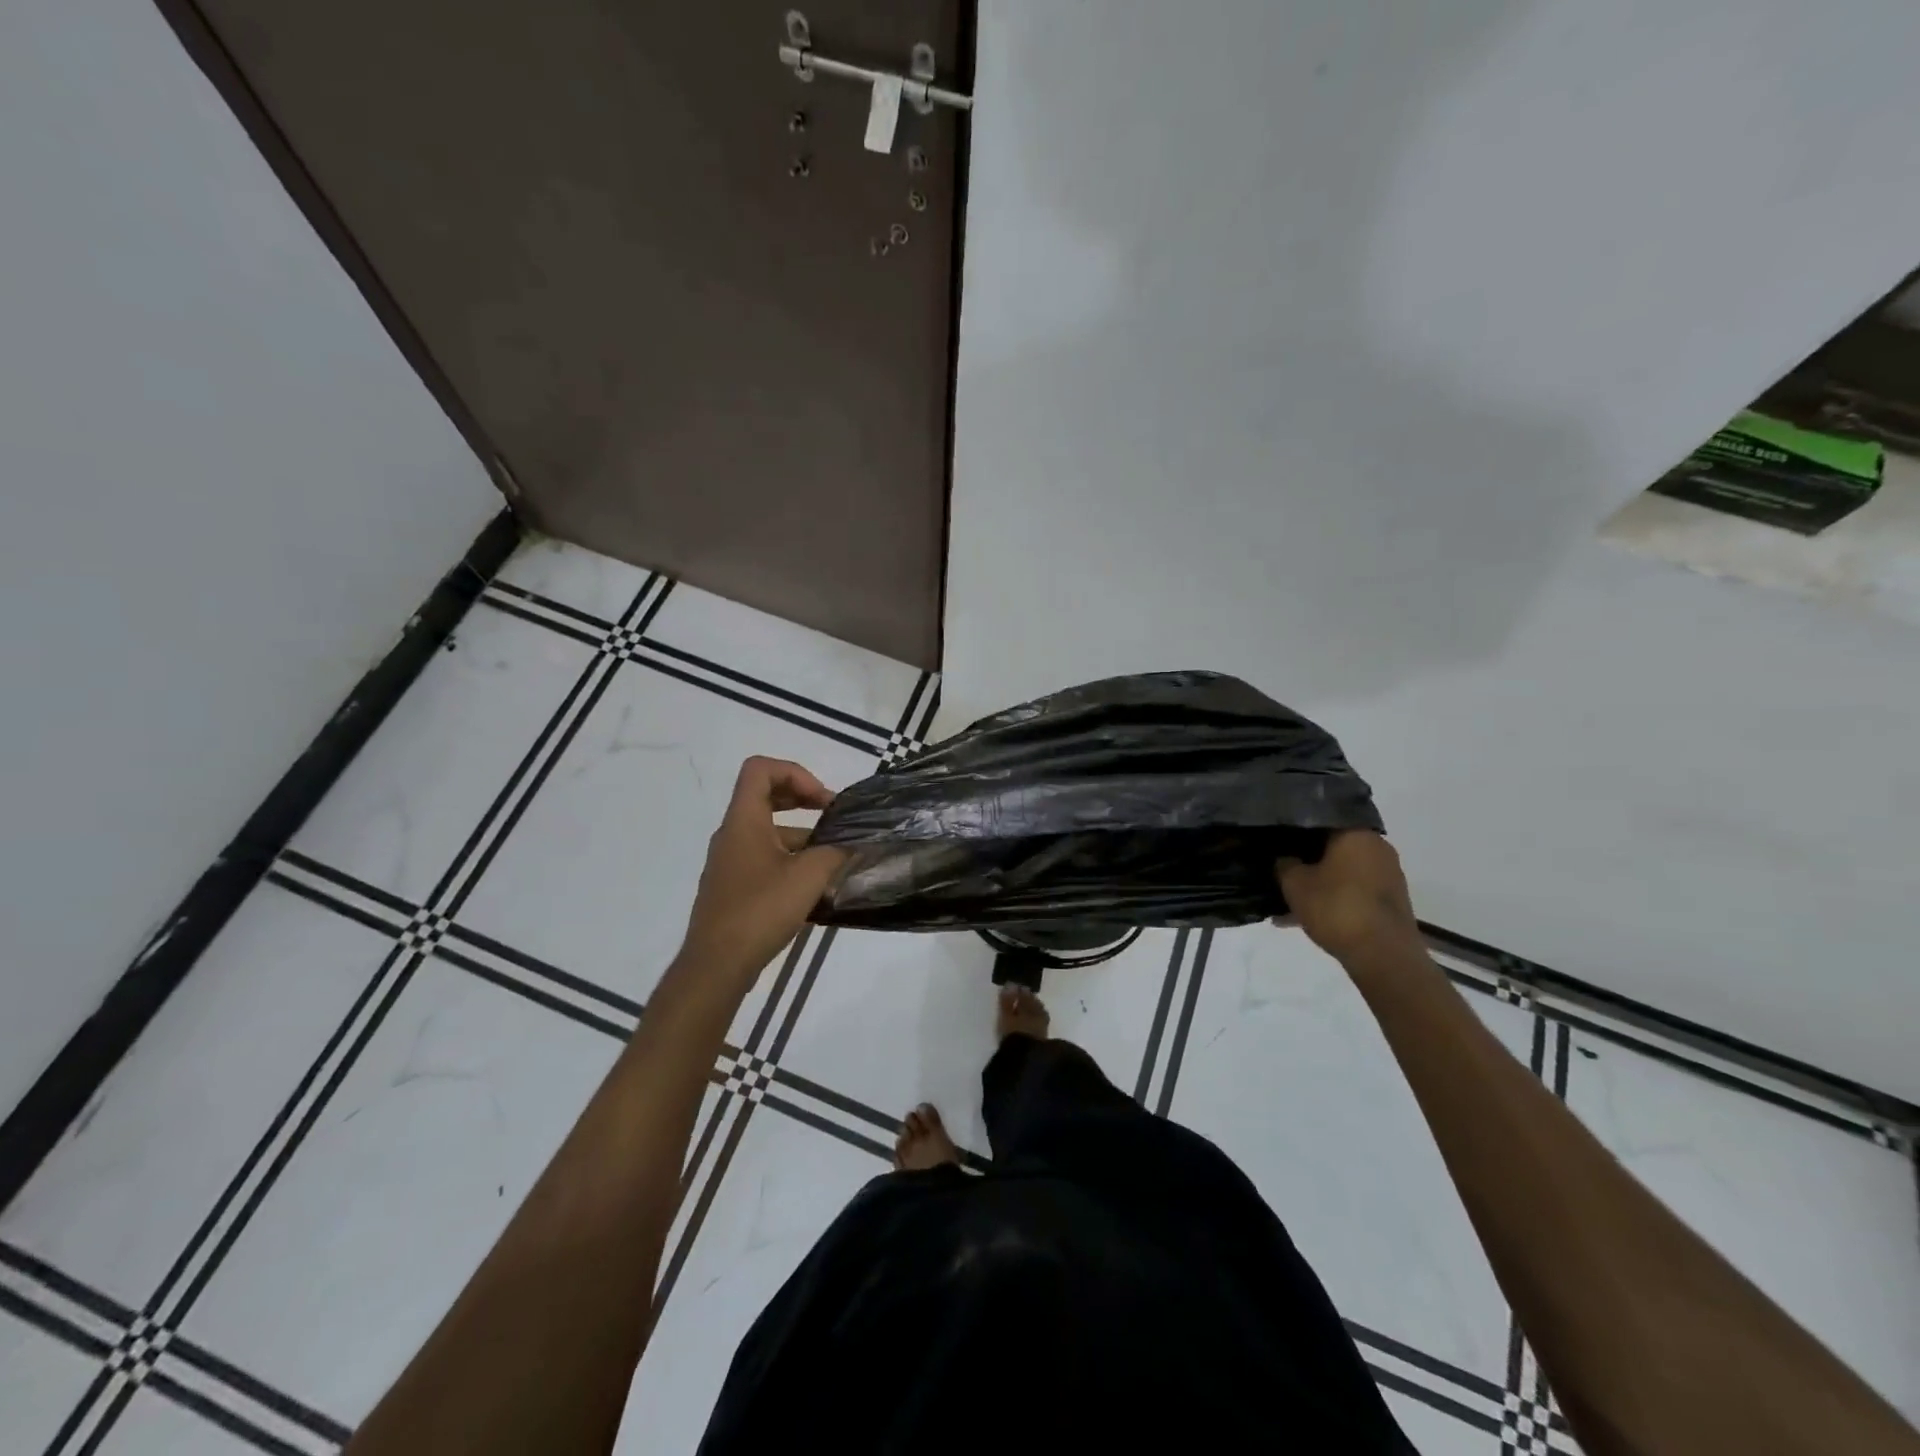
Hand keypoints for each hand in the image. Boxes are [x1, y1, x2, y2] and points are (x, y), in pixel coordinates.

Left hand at [680, 757, 848, 983]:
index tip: (822, 801)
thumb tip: (852, 845)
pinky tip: (814, 887)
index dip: (795, 773)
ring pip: (768, 831)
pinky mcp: (733, 887)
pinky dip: (790, 860)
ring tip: (833, 859)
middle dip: (802, 799)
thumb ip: (834, 853)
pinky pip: (764, 857)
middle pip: (764, 795)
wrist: (717, 964)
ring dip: (801, 835)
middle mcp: (732, 834)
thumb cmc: (760, 910)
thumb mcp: (808, 877)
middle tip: (833, 818)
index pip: (760, 769)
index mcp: (744, 821)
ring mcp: (730, 862)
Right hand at [1276, 831, 1420, 963]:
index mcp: (1356, 834)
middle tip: (1279, 869)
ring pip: (1342, 871)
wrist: (1383, 956)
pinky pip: (1353, 891)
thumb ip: (1284, 864)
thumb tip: (1283, 858)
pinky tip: (1305, 917)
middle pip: (1333, 846)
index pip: (1320, 819)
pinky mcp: (1390, 901)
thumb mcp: (1294, 884)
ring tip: (1288, 901)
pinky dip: (1332, 899)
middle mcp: (1377, 847)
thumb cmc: (1336, 908)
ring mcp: (1388, 875)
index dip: (1294, 829)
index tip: (1275, 839)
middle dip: (1306, 859)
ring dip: (1318, 883)